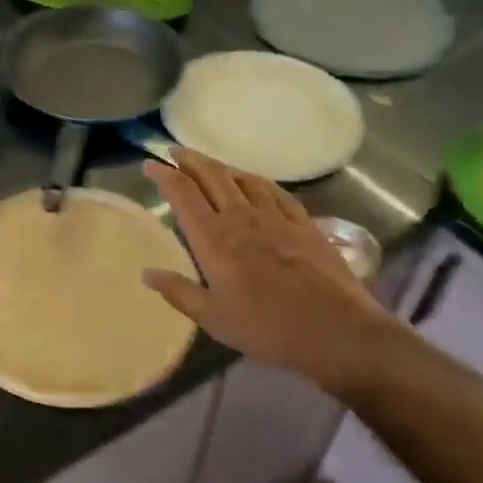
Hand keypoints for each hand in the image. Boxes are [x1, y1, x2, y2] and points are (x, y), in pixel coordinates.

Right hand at [141, 148, 397, 396]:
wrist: (335, 331)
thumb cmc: (266, 328)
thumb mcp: (213, 318)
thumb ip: (178, 292)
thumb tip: (146, 273)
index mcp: (213, 239)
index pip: (183, 195)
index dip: (165, 175)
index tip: (150, 165)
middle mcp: (241, 219)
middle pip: (212, 177)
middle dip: (191, 161)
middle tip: (175, 151)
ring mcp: (276, 218)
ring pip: (243, 180)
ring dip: (222, 167)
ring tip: (211, 165)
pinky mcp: (304, 225)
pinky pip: (277, 192)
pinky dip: (259, 182)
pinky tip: (256, 181)